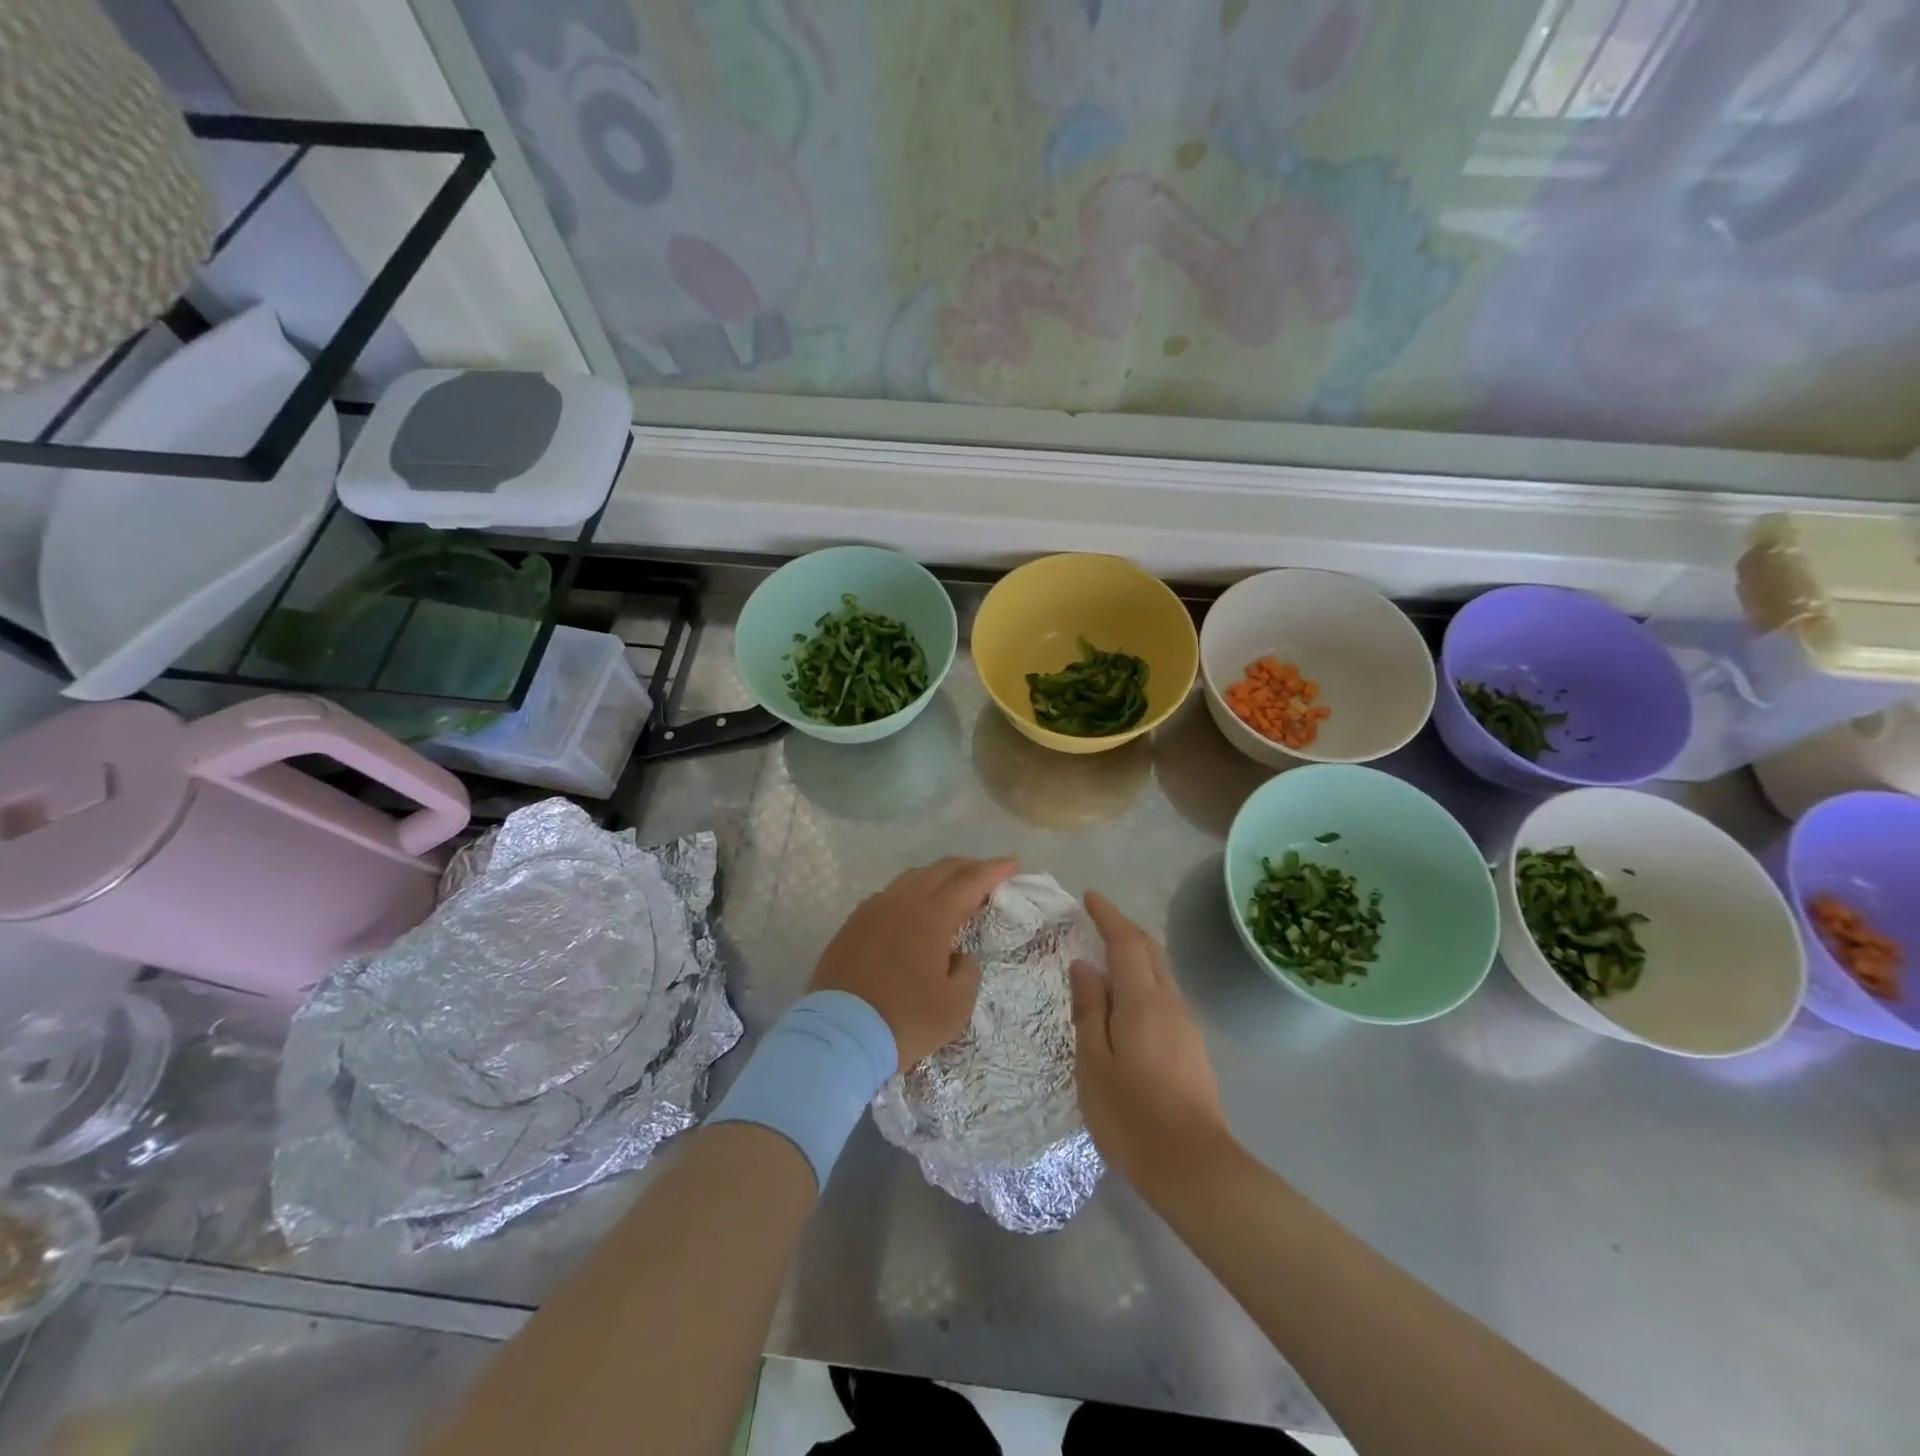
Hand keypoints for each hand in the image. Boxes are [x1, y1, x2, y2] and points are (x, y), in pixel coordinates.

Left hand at [810, 856, 1017, 1070]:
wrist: (839, 1036)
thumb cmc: (904, 1020)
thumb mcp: (955, 1006)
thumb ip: (966, 972)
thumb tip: (958, 956)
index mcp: (931, 916)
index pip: (970, 882)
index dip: (994, 870)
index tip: (1012, 863)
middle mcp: (901, 903)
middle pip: (939, 870)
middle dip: (967, 867)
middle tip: (986, 873)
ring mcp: (872, 911)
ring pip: (910, 878)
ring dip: (936, 877)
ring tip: (951, 887)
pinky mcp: (851, 925)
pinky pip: (887, 896)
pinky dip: (909, 893)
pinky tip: (912, 909)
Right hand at [1069, 891, 1233, 1191]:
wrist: (1192, 1166)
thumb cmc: (1131, 1114)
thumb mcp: (1093, 1062)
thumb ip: (1089, 1009)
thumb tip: (1085, 966)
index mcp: (1143, 1000)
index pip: (1126, 942)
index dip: (1108, 915)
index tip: (1089, 897)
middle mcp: (1170, 1002)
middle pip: (1149, 950)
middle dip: (1124, 928)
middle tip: (1097, 920)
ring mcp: (1186, 1024)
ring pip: (1160, 972)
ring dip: (1136, 954)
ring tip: (1107, 957)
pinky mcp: (1191, 1046)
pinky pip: (1164, 994)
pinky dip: (1143, 980)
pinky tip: (1127, 1000)